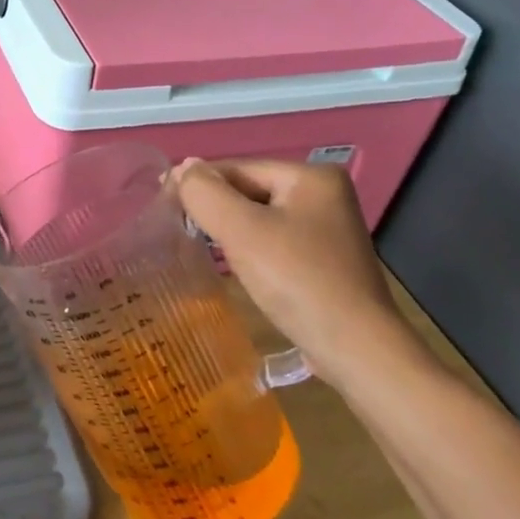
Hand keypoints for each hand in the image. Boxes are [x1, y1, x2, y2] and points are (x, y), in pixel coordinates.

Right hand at [171, 158, 418, 388]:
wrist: (356, 351)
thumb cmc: (297, 280)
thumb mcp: (242, 230)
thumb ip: (206, 193)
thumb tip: (183, 167)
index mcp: (311, 176)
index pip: (239, 168)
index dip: (200, 183)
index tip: (163, 202)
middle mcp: (325, 194)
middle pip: (250, 191)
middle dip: (217, 208)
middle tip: (179, 228)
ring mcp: (328, 229)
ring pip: (260, 218)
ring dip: (230, 230)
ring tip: (200, 247)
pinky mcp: (325, 260)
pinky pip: (274, 242)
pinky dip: (250, 249)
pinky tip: (235, 267)